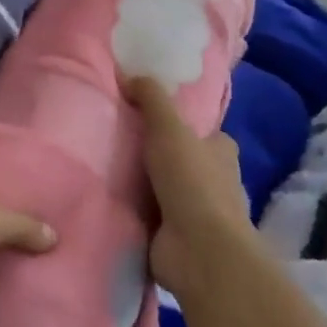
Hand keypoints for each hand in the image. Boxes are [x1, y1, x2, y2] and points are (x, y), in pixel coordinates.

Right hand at [126, 76, 254, 300]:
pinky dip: (135, 213)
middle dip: (159, 156)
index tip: (148, 118)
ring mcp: (196, 215)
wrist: (199, 252)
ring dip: (144, 187)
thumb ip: (151, 97)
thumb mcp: (168, 127)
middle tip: (116, 141)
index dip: (182, 126)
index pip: (205, 134)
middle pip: (184, 162)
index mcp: (221, 154)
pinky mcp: (177, 240)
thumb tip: (128, 74)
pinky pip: (151, 218)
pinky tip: (109, 201)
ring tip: (105, 170)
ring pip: (166, 191)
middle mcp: (215, 183)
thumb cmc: (191, 182)